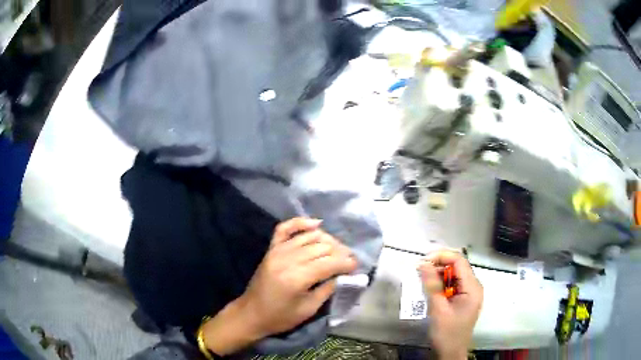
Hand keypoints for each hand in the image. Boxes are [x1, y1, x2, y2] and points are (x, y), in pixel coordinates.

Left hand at [202, 218, 356, 354]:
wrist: (251, 314)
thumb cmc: (280, 317)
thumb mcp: (308, 309)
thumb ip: (327, 289)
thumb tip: (343, 275)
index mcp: (296, 278)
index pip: (329, 262)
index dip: (346, 262)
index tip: (357, 265)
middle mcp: (287, 259)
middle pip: (321, 247)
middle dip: (340, 251)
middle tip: (350, 259)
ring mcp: (277, 251)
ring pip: (309, 236)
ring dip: (327, 239)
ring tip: (338, 249)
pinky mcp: (271, 249)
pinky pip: (285, 228)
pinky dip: (300, 223)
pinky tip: (316, 223)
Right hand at [418, 251, 482, 359]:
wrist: (451, 352)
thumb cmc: (447, 333)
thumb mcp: (438, 309)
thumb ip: (432, 285)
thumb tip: (423, 264)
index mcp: (472, 287)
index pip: (459, 261)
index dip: (442, 256)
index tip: (423, 261)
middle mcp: (474, 286)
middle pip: (457, 266)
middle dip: (439, 265)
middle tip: (420, 271)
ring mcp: (470, 292)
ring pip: (454, 274)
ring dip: (438, 274)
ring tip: (422, 279)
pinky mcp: (463, 298)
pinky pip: (453, 284)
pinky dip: (441, 283)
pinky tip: (430, 289)